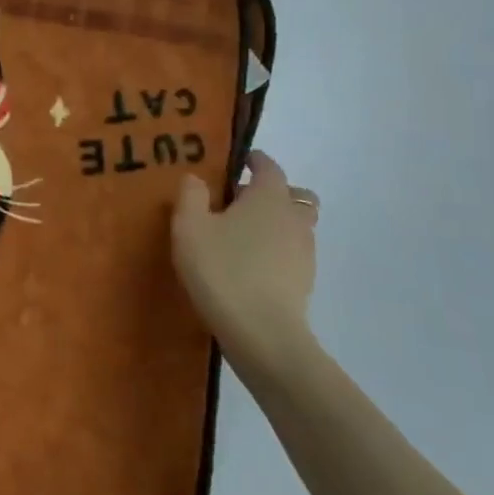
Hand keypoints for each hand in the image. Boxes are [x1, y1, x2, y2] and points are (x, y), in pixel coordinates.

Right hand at [171, 151, 319, 379]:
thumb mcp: (189, 227)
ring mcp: (304, 252)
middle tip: (240, 201)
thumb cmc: (222, 270)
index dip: (254, 160)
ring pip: (296, 225)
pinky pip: (292, 253)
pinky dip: (276, 250)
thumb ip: (191, 196)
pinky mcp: (303, 282)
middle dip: (272, 192)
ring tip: (241, 236)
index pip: (269, 167)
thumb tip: (196, 178)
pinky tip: (249, 265)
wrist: (262, 334)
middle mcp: (294, 218)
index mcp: (269, 197)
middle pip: (294, 195)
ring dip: (275, 223)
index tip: (238, 161)